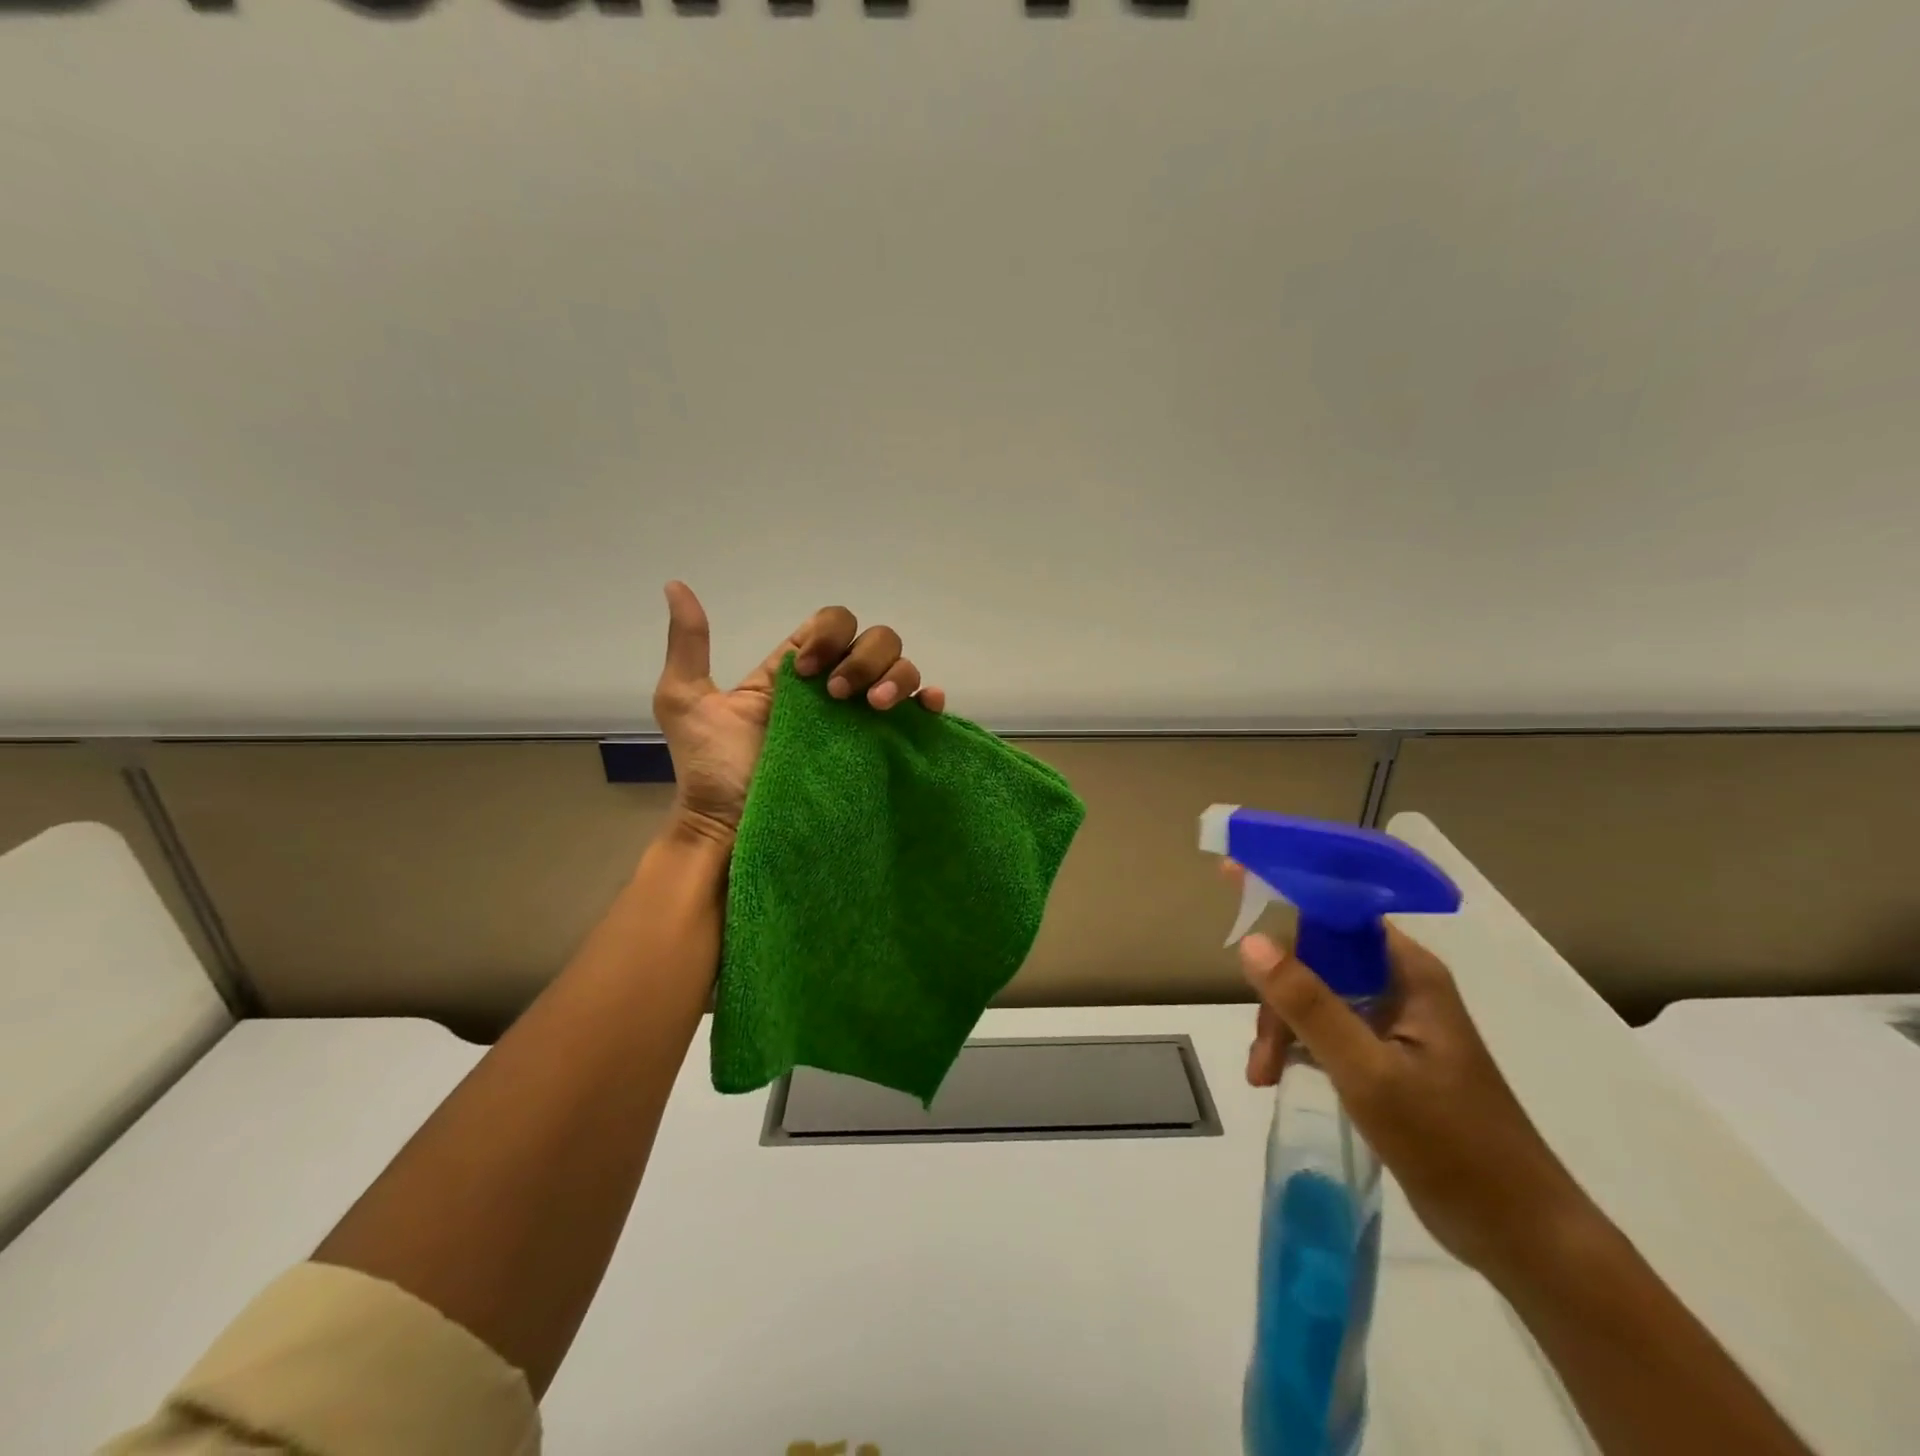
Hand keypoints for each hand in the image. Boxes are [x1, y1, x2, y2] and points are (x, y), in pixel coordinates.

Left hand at [651, 581, 945, 843]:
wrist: (732, 829)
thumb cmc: (712, 769)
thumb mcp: (686, 700)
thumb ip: (690, 643)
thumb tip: (675, 585)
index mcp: (798, 671)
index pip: (833, 624)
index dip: (829, 635)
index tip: (807, 672)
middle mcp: (835, 688)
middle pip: (876, 640)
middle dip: (864, 657)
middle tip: (838, 696)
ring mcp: (861, 718)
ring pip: (902, 668)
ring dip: (896, 676)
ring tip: (873, 707)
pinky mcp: (880, 748)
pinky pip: (920, 714)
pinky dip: (930, 700)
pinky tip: (924, 707)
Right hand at [1237, 894, 1591, 1279]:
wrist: (1519, 1235)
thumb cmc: (1451, 1145)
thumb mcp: (1368, 1073)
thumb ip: (1308, 1005)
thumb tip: (1250, 942)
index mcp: (1408, 973)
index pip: (1337, 911)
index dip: (1284, 893)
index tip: (1231, 884)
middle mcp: (1401, 986)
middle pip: (1317, 956)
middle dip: (1278, 992)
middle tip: (1261, 1045)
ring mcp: (1393, 1022)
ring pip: (1315, 994)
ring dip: (1282, 1025)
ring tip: (1265, 1073)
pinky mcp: (1386, 1056)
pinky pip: (1326, 1028)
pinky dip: (1296, 1045)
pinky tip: (1277, 1075)